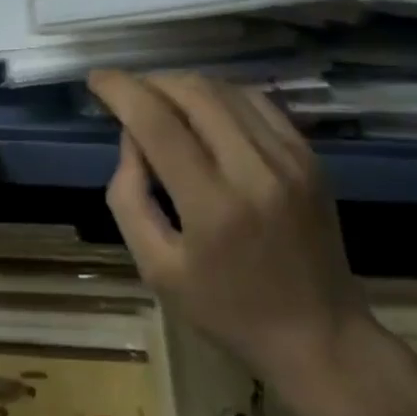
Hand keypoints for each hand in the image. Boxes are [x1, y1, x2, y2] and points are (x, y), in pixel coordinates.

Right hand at [89, 71, 372, 394]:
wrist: (320, 336)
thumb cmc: (227, 311)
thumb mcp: (157, 269)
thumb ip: (130, 199)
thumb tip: (131, 138)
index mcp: (213, 205)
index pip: (157, 122)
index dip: (120, 90)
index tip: (96, 79)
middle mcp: (254, 169)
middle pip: (192, 92)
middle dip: (149, 82)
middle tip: (126, 94)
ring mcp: (289, 158)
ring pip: (224, 90)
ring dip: (182, 84)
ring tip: (159, 99)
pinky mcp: (308, 155)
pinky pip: (256, 101)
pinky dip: (220, 94)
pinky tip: (203, 108)